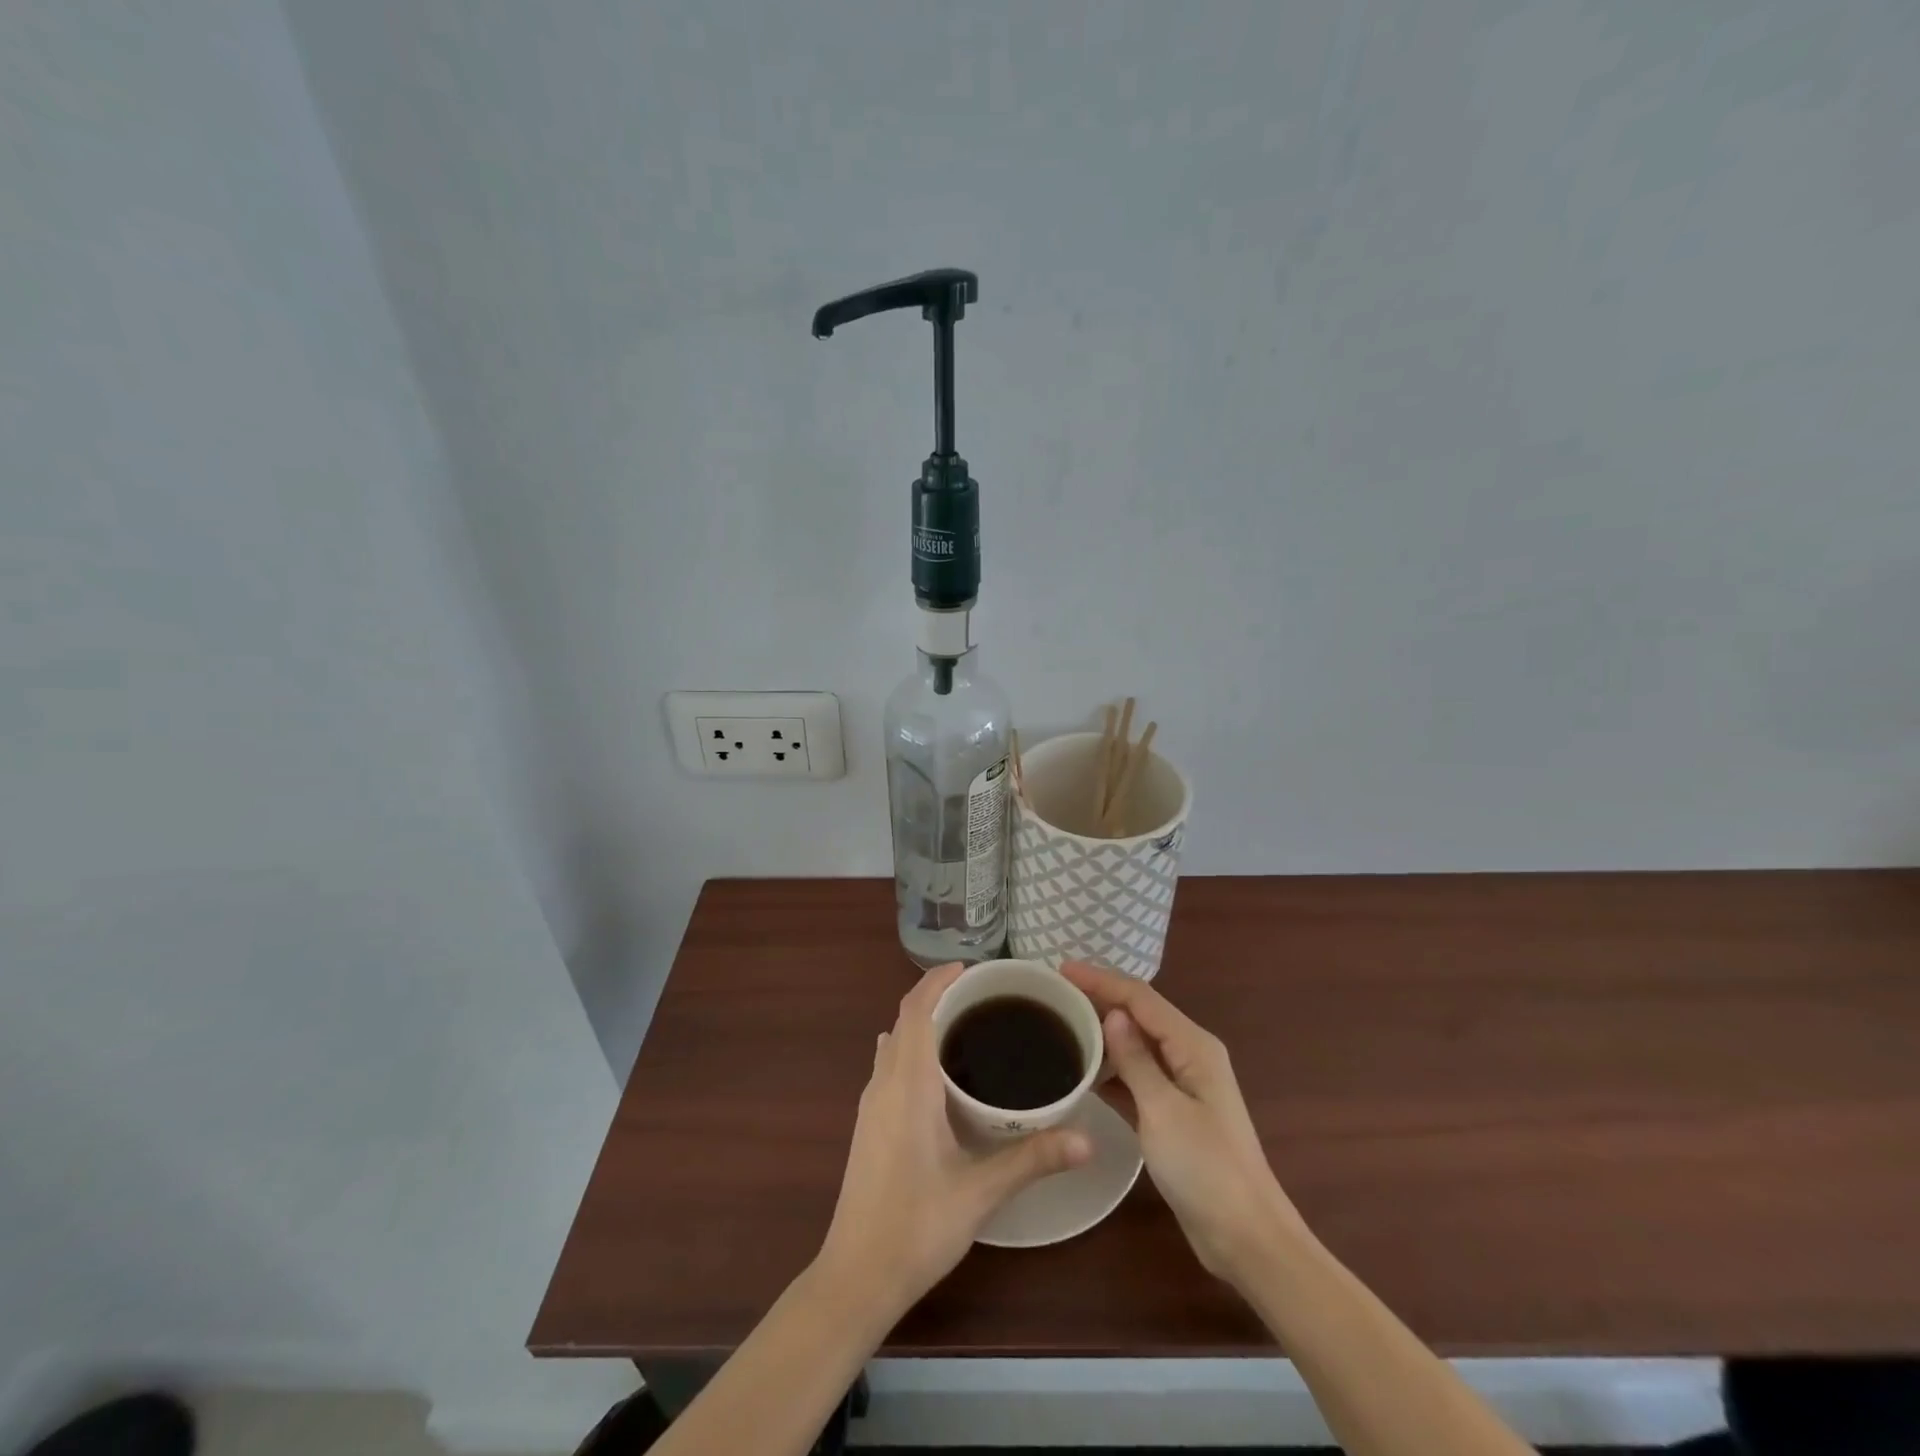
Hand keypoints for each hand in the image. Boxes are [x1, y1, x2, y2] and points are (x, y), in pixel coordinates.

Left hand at [817, 962, 1092, 1320]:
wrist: (856, 1276)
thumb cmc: (917, 1227)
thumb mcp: (981, 1192)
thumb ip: (1033, 1159)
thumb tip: (1088, 1139)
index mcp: (907, 1084)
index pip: (916, 1010)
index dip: (937, 980)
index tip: (970, 969)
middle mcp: (883, 1083)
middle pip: (903, 1020)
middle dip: (935, 997)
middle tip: (981, 996)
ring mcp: (869, 1104)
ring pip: (893, 1042)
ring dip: (920, 1022)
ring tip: (963, 1025)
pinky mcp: (866, 1124)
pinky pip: (887, 1065)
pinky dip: (910, 1048)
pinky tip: (938, 1073)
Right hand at [1062, 961, 1307, 1286]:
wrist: (1246, 1239)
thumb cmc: (1207, 1170)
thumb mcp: (1163, 1111)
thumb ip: (1136, 1060)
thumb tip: (1112, 1014)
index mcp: (1193, 1046)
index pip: (1140, 998)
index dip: (1100, 979)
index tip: (1060, 968)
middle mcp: (1189, 1055)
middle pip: (1139, 1015)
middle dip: (1100, 999)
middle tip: (1054, 994)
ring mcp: (1182, 1085)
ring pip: (1135, 1045)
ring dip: (1102, 1034)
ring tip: (1060, 1024)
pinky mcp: (1172, 1113)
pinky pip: (1136, 1077)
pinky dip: (1110, 1070)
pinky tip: (1081, 1071)